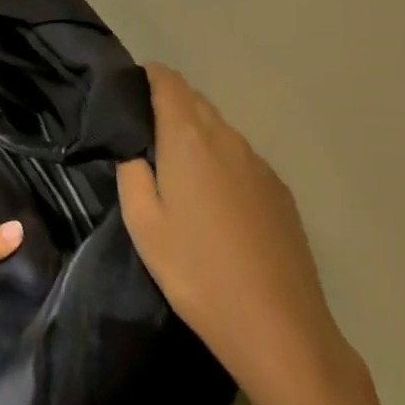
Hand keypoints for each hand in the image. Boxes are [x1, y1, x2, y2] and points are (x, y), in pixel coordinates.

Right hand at [118, 63, 354, 404]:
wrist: (278, 327)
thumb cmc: (196, 272)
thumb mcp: (143, 223)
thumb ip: (131, 172)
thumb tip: (133, 148)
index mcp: (189, 138)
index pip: (168, 81)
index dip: (146, 78)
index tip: (125, 94)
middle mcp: (227, 139)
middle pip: (194, 101)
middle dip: (166, 106)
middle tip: (140, 136)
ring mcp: (259, 164)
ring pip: (219, 129)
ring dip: (193, 135)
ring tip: (173, 169)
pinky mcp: (279, 191)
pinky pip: (240, 157)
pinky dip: (219, 160)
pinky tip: (211, 199)